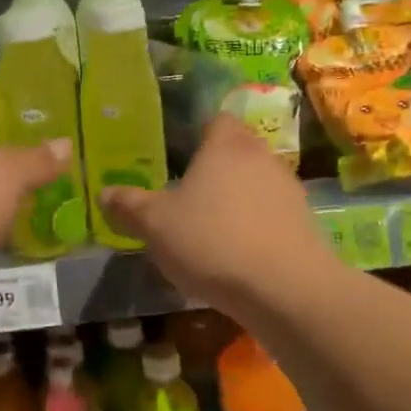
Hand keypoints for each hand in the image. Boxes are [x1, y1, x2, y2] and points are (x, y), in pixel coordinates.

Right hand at [100, 114, 330, 312]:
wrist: (286, 290)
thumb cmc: (212, 241)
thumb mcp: (155, 225)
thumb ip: (129, 206)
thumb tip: (105, 193)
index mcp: (226, 145)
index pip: (216, 120)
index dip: (197, 132)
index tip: (177, 152)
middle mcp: (262, 157)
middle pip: (237, 151)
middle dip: (214, 168)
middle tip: (185, 192)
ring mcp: (289, 191)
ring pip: (255, 184)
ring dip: (236, 199)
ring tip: (210, 227)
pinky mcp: (305, 225)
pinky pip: (271, 216)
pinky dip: (254, 227)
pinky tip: (236, 254)